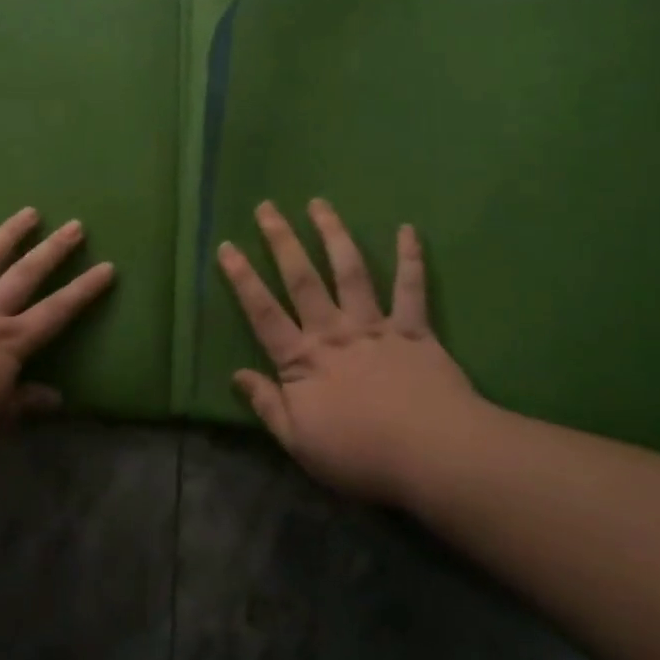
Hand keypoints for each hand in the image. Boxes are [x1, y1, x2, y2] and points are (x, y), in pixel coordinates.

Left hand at [0, 208, 114, 443]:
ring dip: (9, 234)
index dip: (84, 290)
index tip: (107, 267)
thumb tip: (57, 398)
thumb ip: (23, 404)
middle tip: (75, 225)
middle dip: (54, 249)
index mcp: (9, 342)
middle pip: (27, 274)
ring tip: (29, 212)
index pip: (57, 312)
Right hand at [218, 198, 493, 505]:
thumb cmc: (360, 455)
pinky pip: (411, 288)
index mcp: (303, 360)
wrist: (432, 455)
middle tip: (267, 206)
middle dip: (282, 240)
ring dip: (333, 234)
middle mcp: (334, 332)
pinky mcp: (414, 330)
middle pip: (302, 278)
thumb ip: (267, 405)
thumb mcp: (299, 442)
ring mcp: (375, 326)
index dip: (242, 279)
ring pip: (350, 271)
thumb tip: (235, 375)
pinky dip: (410, 258)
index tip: (227, 246)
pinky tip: (408, 230)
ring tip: (319, 204)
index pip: (263, 312)